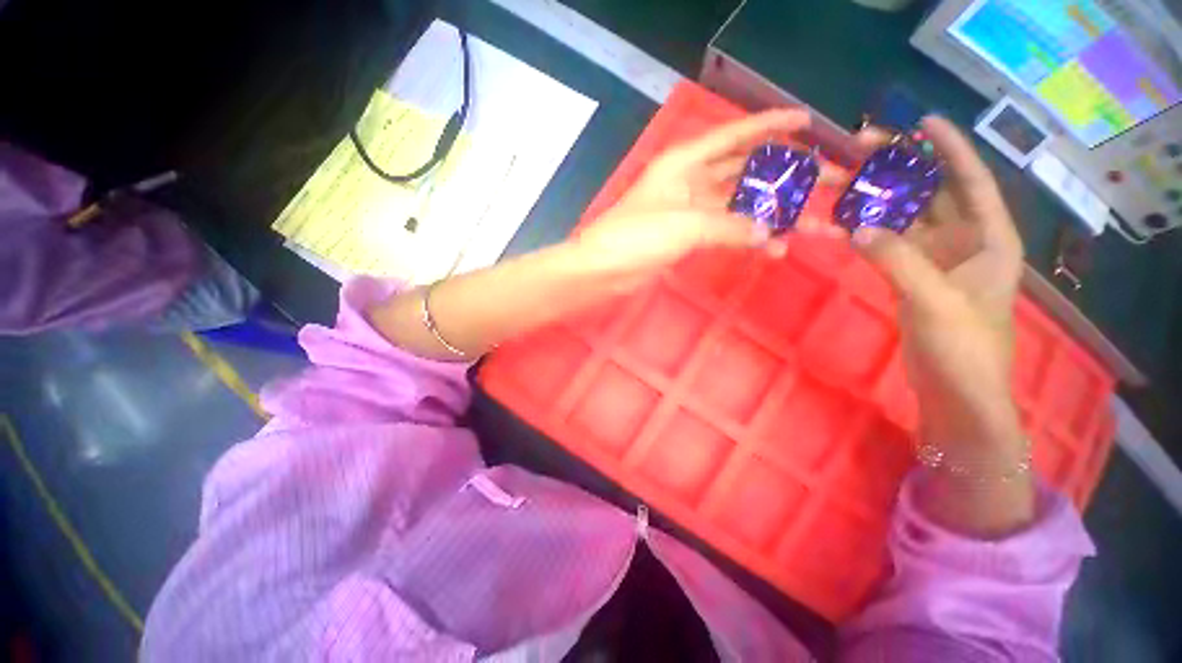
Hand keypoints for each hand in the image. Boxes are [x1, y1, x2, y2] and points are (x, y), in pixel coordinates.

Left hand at [574, 109, 838, 282]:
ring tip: (816, 222)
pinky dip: (750, 237)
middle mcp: (692, 180)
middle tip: (828, 179)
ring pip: (740, 205)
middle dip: (785, 174)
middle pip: (746, 171)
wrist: (605, 268)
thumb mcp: (685, 225)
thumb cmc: (636, 236)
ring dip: (774, 212)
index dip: (771, 125)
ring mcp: (692, 210)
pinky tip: (775, 247)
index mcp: (686, 162)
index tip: (808, 122)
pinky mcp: (690, 235)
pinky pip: (728, 230)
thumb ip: (730, 227)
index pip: (735, 135)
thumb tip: (771, 234)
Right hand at [842, 116, 1031, 533]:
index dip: (950, 149)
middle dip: (904, 171)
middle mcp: (965, 243)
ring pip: (906, 220)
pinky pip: (889, 246)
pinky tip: (847, 224)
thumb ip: (898, 260)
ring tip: (848, 183)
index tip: (924, 122)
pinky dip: (869, 234)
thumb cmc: (964, 347)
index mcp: (989, 240)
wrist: (954, 392)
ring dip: (879, 203)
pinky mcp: (911, 279)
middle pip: (932, 195)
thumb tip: (856, 228)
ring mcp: (936, 262)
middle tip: (866, 150)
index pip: (971, 182)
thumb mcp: (935, 300)